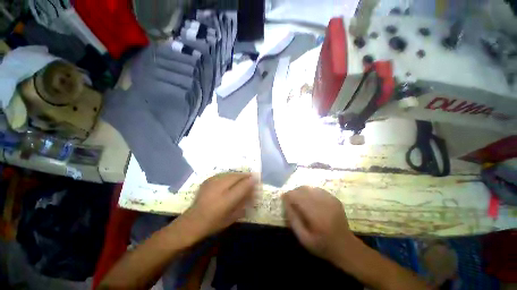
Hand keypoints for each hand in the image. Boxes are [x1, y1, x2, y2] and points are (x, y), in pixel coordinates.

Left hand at [182, 173, 256, 239]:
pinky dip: (230, 175)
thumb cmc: (214, 223)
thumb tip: (253, 192)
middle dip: (246, 175)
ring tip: (243, 177)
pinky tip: (231, 178)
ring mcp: (212, 183)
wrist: (192, 221)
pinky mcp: (207, 180)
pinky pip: (223, 174)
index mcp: (226, 200)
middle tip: (251, 176)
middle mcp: (219, 188)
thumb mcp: (232, 217)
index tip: (257, 178)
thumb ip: (243, 203)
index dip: (251, 181)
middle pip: (236, 176)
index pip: (243, 186)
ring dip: (238, 175)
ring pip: (230, 173)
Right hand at [282, 186, 358, 264]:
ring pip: (309, 187)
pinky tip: (310, 201)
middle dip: (294, 193)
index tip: (283, 199)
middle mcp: (323, 203)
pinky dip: (310, 193)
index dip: (288, 196)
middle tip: (291, 201)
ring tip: (300, 201)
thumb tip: (285, 202)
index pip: (296, 196)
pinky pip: (317, 190)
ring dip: (301, 192)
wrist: (346, 246)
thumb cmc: (322, 245)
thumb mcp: (303, 238)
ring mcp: (330, 199)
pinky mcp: (334, 198)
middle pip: (302, 189)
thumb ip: (293, 219)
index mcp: (315, 215)